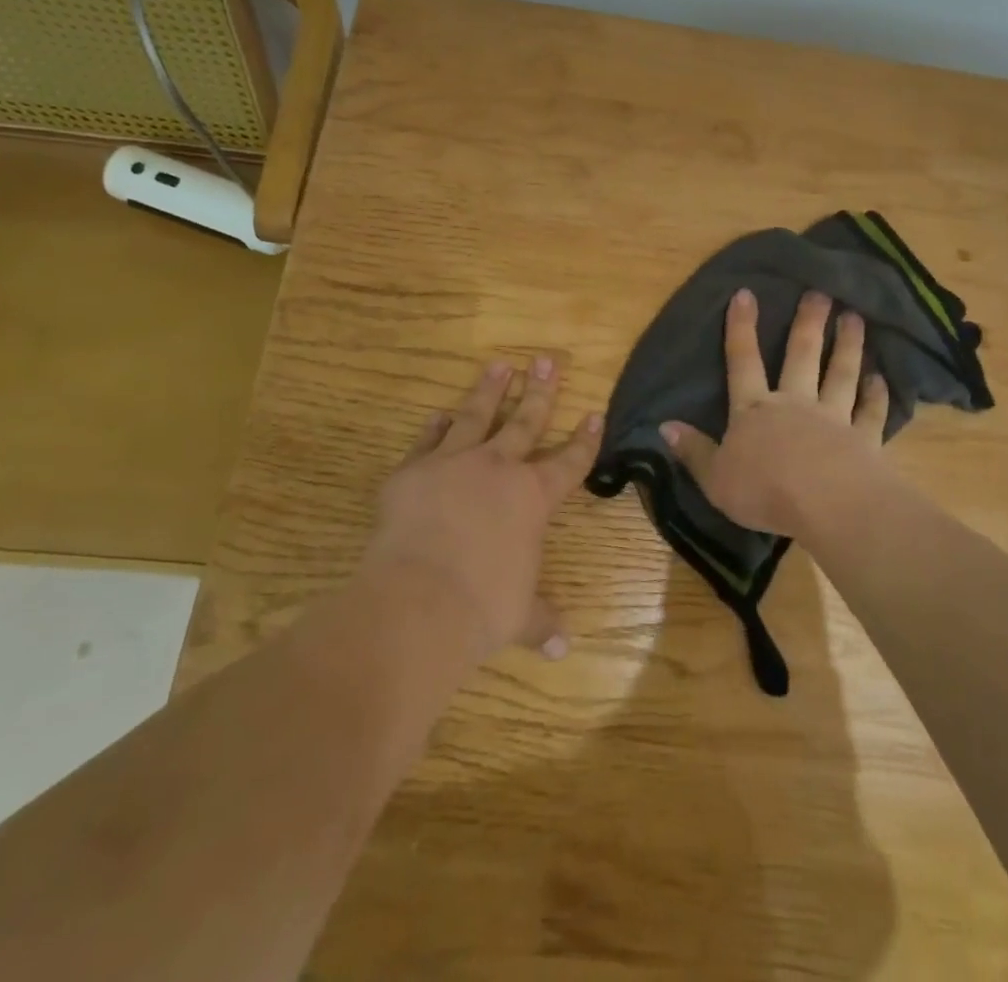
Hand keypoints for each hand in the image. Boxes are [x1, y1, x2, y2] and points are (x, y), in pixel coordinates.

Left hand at [361, 356, 600, 666]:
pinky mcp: (412, 470)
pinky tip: (441, 413)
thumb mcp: (519, 616)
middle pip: (525, 421)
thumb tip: (563, 647)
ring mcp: (453, 462)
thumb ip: (541, 621)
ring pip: (477, 415)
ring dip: (490, 390)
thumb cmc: (482, 607)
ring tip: (500, 365)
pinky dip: (436, 426)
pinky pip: (429, 439)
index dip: (584, 439)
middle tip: (546, 360)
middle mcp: (497, 468)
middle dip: (540, 390)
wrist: (418, 599)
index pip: (569, 461)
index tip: (594, 414)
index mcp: (533, 497)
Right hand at [660, 289, 891, 540]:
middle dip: (808, 323)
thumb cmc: (764, 491)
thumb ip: (693, 451)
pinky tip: (881, 379)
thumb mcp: (714, 477)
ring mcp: (833, 419)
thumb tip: (664, 426)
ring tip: (855, 318)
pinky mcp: (864, 440)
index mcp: (754, 410)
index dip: (742, 328)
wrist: (826, 505)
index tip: (746, 293)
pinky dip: (876, 395)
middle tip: (820, 293)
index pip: (743, 361)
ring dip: (847, 346)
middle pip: (801, 356)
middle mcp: (794, 403)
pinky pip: (870, 413)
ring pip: (840, 375)